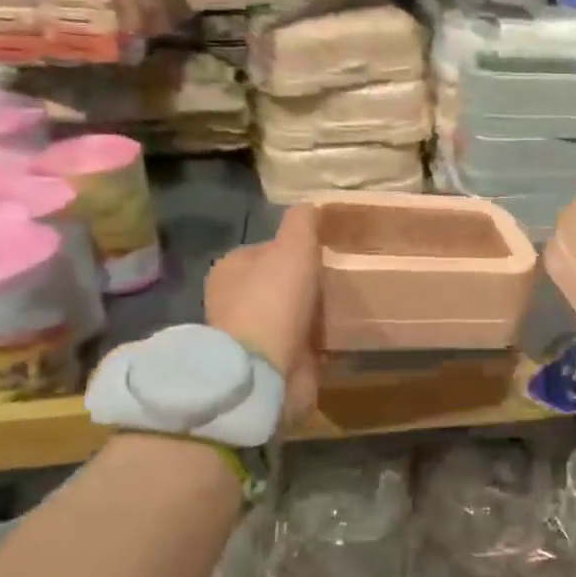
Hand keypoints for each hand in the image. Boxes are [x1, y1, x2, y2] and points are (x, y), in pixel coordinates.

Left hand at [205, 205, 320, 418]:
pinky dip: (317, 344)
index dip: (295, 249)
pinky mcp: (267, 365)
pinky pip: (299, 346)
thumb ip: (302, 222)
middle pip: (277, 284)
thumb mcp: (293, 246)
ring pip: (289, 316)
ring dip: (312, 316)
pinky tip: (339, 338)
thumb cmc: (274, 299)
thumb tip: (310, 205)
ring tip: (345, 309)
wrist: (264, 371)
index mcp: (230, 269)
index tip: (325, 252)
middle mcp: (233, 302)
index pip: (265, 250)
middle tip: (339, 281)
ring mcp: (249, 337)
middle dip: (304, 284)